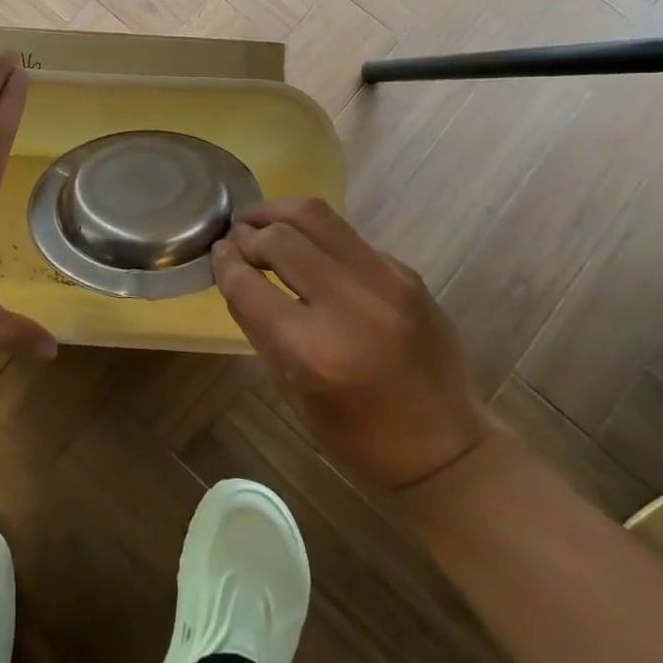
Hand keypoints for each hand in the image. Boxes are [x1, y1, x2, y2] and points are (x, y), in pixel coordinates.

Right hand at [211, 198, 490, 489]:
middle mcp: (351, 307)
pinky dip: (317, 236)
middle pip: (282, 237)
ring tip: (261, 220)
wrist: (446, 449)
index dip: (224, 262)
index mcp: (314, 352)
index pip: (250, 285)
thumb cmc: (357, 435)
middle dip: (250, 231)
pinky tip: (308, 249)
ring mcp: (387, 284)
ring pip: (319, 216)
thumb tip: (232, 270)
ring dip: (279, 212)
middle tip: (237, 236)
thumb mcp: (291, 390)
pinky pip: (348, 237)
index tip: (216, 251)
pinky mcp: (408, 274)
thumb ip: (257, 325)